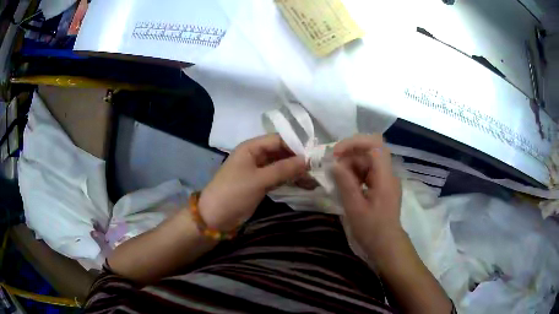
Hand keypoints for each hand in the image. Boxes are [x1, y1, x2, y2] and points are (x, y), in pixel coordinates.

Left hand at [199, 134, 305, 230]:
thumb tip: (307, 160)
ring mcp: (258, 170)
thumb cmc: (234, 193)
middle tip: (318, 169)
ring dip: (296, 172)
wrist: (215, 217)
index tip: (315, 155)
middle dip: (298, 160)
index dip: (296, 145)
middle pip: (281, 152)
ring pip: (281, 166)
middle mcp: (256, 155)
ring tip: (315, 180)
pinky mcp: (260, 183)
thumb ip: (283, 169)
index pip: (279, 140)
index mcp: (251, 147)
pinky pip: (278, 178)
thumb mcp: (259, 180)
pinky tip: (305, 185)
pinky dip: (290, 181)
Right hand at [332, 134, 402, 251]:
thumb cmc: (372, 229)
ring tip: (337, 180)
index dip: (355, 143)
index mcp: (385, 177)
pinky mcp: (382, 186)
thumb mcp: (355, 208)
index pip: (375, 145)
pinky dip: (355, 175)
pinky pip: (367, 173)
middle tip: (332, 169)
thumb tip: (334, 163)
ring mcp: (386, 180)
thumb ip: (345, 183)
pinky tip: (346, 186)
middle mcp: (388, 174)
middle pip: (369, 152)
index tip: (337, 153)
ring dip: (350, 166)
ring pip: (367, 162)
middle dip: (349, 156)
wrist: (386, 245)